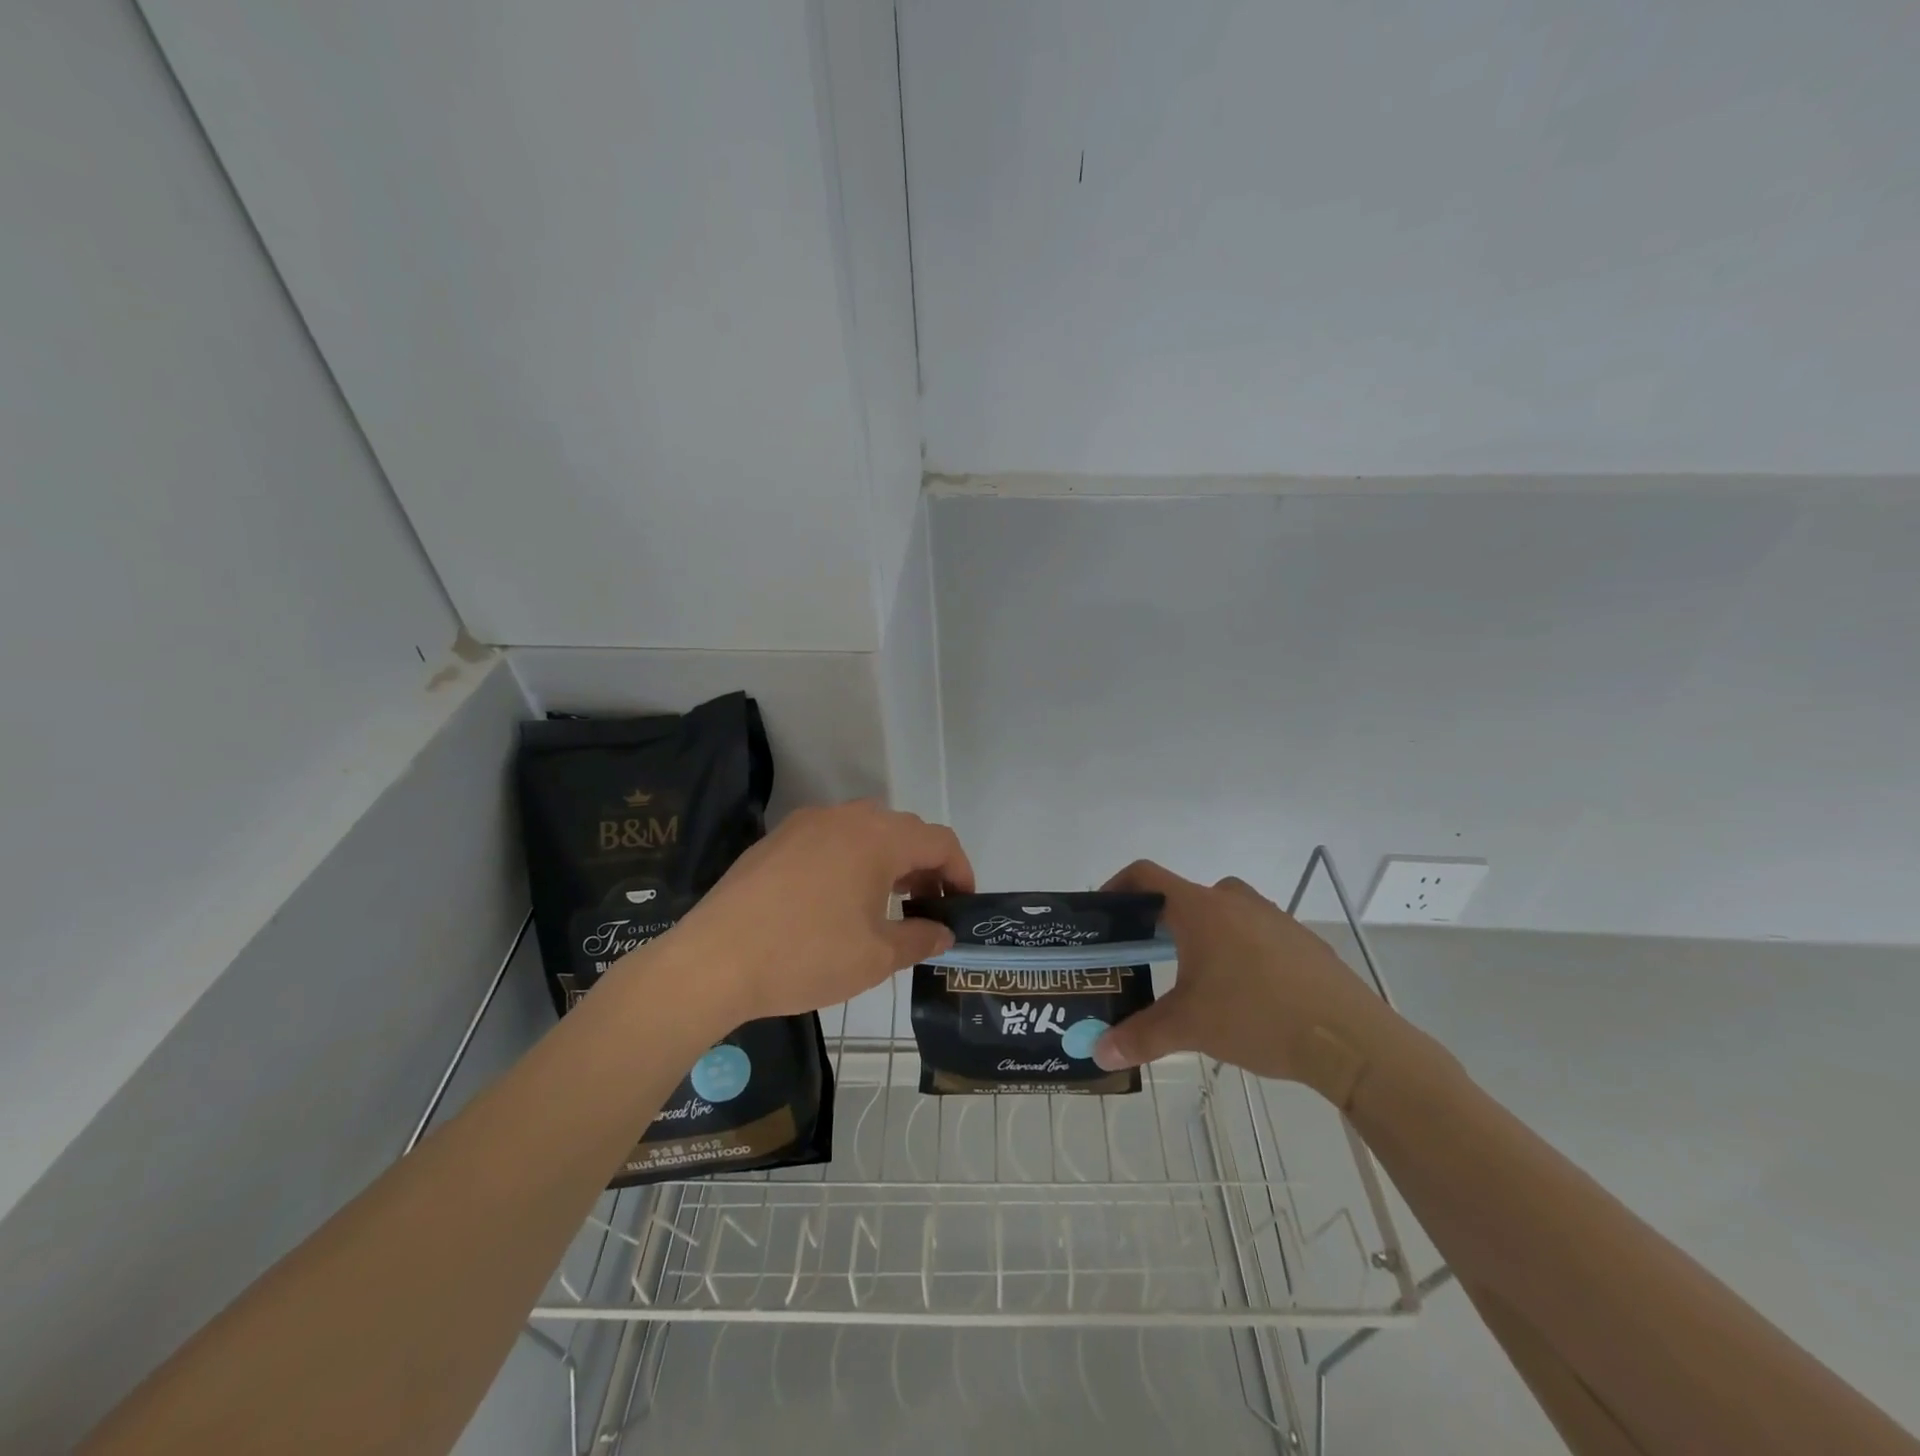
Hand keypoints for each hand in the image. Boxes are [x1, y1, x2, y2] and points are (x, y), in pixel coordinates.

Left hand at [664, 801, 973, 1023]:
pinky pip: (830, 839)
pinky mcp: (777, 839)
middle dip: (925, 866)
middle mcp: (846, 817)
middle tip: (928, 907)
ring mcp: (806, 824)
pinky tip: (838, 899)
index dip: (961, 870)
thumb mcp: (876, 956)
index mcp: (877, 838)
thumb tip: (943, 933)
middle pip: (903, 830)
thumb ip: (920, 939)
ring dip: (888, 860)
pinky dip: (851, 860)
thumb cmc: (806, 956)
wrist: (714, 961)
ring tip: (887, 902)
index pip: (939, 841)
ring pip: (865, 831)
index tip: (963, 904)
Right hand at [1091, 861, 1399, 1094]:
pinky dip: (1239, 950)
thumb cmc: (1256, 1017)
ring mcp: (1273, 917)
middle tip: (1147, 954)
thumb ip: (1140, 1037)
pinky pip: (1255, 933)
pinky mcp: (1301, 940)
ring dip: (1203, 934)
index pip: (1146, 875)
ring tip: (1195, 978)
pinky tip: (1245, 993)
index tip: (1105, 912)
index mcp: (1200, 909)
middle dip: (1162, 920)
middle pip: (1184, 896)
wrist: (1349, 1038)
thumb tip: (1099, 1052)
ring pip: (1223, 913)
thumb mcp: (1190, 1028)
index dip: (1119, 885)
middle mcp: (1234, 901)